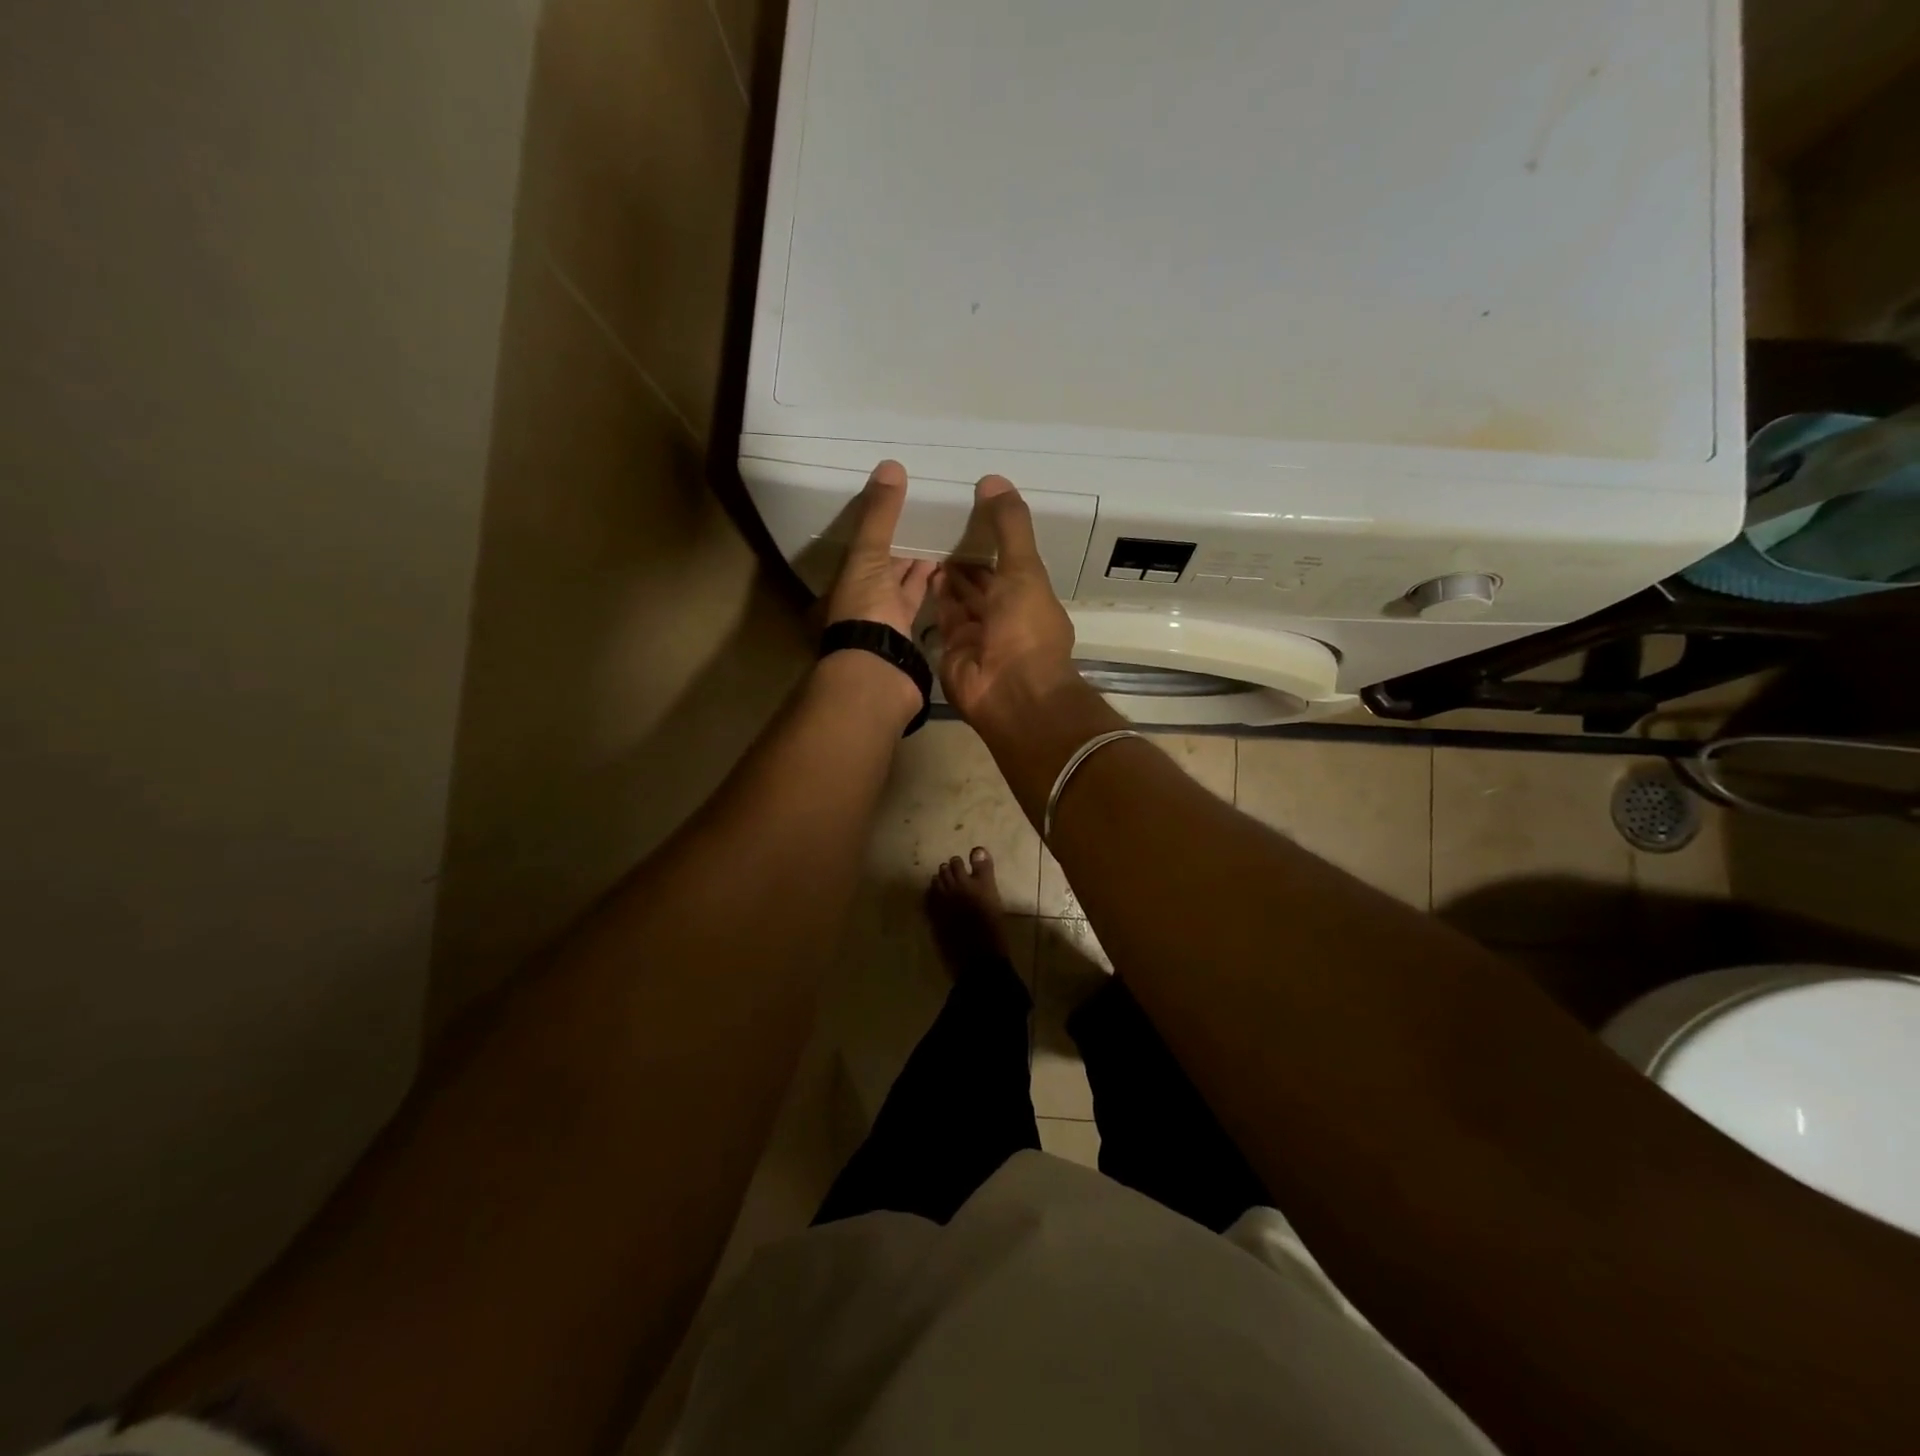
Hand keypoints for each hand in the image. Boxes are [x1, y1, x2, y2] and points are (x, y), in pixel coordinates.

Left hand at [823, 460, 936, 636]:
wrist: (878, 669)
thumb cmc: (866, 608)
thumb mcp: (869, 555)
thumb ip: (880, 516)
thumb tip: (890, 465)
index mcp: (845, 576)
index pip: (864, 543)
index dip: (881, 523)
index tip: (904, 500)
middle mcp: (861, 595)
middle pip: (884, 563)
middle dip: (903, 542)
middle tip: (929, 515)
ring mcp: (884, 616)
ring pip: (902, 581)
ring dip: (919, 563)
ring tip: (943, 536)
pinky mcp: (907, 631)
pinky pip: (918, 599)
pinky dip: (929, 584)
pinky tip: (947, 568)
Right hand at [933, 476, 1079, 733]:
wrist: (1009, 693)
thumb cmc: (1025, 628)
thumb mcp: (1024, 569)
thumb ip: (1010, 526)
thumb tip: (994, 479)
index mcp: (1029, 595)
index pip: (1009, 561)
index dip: (992, 537)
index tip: (969, 508)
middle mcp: (1004, 614)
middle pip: (982, 579)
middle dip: (965, 555)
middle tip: (938, 520)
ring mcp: (978, 634)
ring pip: (961, 597)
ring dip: (946, 572)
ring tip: (923, 537)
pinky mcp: (952, 648)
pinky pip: (942, 616)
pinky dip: (933, 595)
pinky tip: (917, 568)